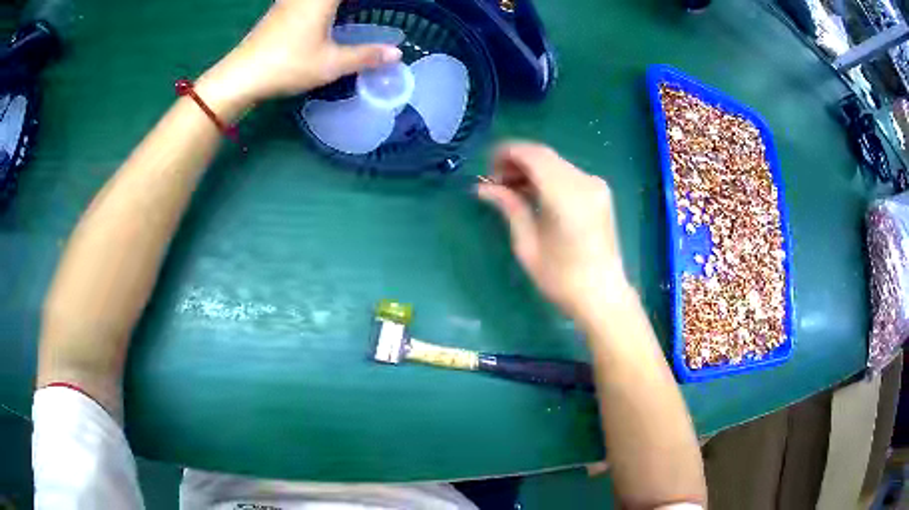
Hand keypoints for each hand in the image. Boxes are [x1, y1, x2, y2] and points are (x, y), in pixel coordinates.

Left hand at [197, 0, 401, 106]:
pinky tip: (324, 11)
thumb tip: (397, 53)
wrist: (241, 75)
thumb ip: (365, 56)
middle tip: (365, 9)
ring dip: (333, 3)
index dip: (369, 1)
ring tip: (347, 10)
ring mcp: (289, 0)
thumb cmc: (287, 65)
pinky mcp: (279, 9)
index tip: (380, 5)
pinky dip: (319, 3)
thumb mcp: (330, 64)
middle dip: (349, 2)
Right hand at [478, 142, 630, 322]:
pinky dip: (547, 177)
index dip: (506, 153)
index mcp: (565, 195)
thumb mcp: (527, 244)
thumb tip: (482, 187)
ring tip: (511, 190)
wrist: (603, 295)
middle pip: (544, 155)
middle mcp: (584, 181)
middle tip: (495, 182)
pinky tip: (534, 194)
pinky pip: (567, 173)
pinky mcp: (600, 193)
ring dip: (531, 168)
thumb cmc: (561, 278)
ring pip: (555, 162)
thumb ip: (509, 207)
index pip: (532, 155)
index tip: (487, 168)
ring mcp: (596, 185)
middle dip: (516, 161)